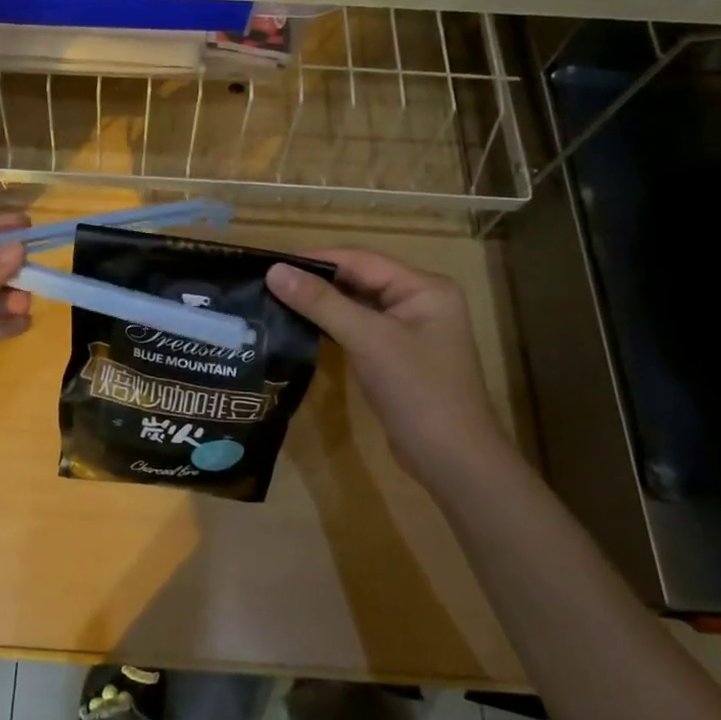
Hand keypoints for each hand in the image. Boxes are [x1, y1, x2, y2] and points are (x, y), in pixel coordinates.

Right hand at [266, 249, 510, 483]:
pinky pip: (360, 328)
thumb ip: (320, 303)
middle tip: (268, 282)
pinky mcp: (398, 355)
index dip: (315, 259)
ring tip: (276, 300)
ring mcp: (410, 329)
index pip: (361, 259)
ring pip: (358, 305)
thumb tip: (274, 271)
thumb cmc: (417, 391)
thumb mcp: (367, 340)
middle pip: (360, 279)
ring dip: (322, 303)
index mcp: (424, 287)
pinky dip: (333, 326)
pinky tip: (302, 327)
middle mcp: (420, 300)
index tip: (271, 263)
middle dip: (317, 280)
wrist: (452, 461)